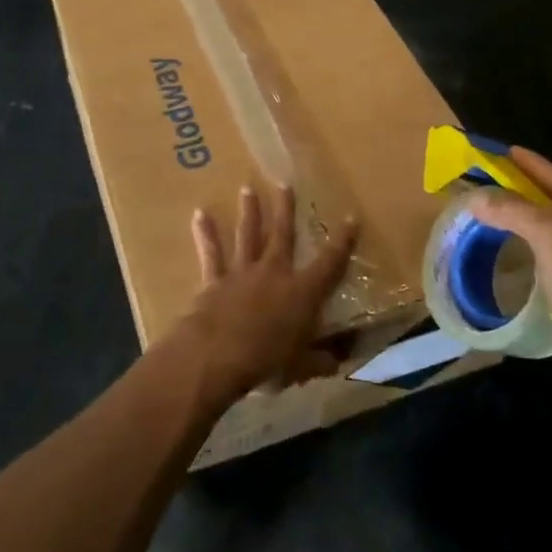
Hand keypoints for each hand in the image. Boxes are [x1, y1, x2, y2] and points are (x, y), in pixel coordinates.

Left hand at [170, 184, 358, 406]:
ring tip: (247, 189)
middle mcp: (274, 273)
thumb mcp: (301, 367)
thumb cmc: (266, 361)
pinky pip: (210, 253)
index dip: (343, 241)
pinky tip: (199, 214)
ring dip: (248, 211)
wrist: (216, 354)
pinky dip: (205, 234)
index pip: (330, 262)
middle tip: (285, 183)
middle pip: (283, 234)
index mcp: (302, 292)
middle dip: (286, 209)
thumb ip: (319, 361)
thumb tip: (337, 363)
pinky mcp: (215, 280)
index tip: (351, 217)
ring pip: (247, 235)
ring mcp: (242, 272)